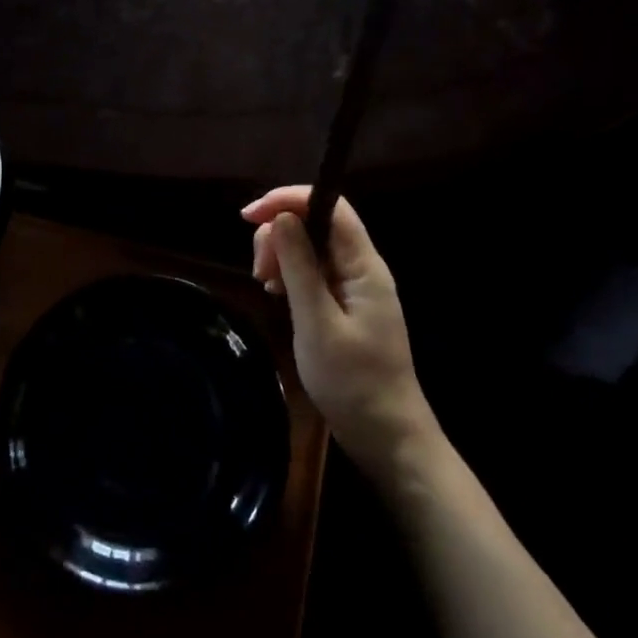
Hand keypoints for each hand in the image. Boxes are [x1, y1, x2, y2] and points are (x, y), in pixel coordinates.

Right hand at [243, 187, 438, 477]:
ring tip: (265, 287)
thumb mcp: (317, 324)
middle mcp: (361, 267)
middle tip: (258, 271)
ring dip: (282, 255)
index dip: (289, 199)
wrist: (388, 438)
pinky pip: (313, 271)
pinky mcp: (345, 304)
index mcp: (364, 266)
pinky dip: (290, 275)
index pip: (329, 206)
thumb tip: (282, 218)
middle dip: (280, 233)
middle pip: (316, 223)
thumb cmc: (354, 383)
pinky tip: (277, 296)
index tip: (249, 216)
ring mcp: (354, 286)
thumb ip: (300, 268)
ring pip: (311, 246)